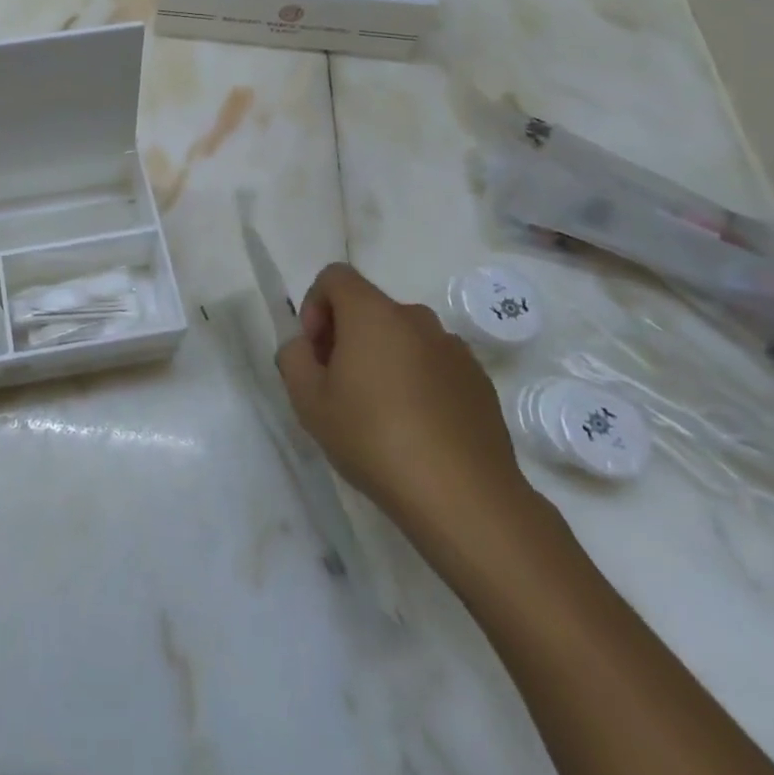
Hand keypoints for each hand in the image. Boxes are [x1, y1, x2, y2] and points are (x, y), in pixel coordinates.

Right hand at [277, 263, 530, 544]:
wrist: (464, 497)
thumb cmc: (374, 439)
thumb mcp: (308, 401)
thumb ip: (293, 358)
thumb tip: (305, 346)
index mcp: (372, 313)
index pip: (334, 276)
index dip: (314, 305)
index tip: (315, 351)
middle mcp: (416, 318)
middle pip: (369, 307)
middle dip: (346, 335)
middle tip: (337, 385)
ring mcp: (454, 349)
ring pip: (403, 337)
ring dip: (383, 358)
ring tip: (378, 412)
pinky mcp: (480, 381)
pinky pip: (434, 364)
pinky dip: (417, 381)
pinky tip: (416, 428)